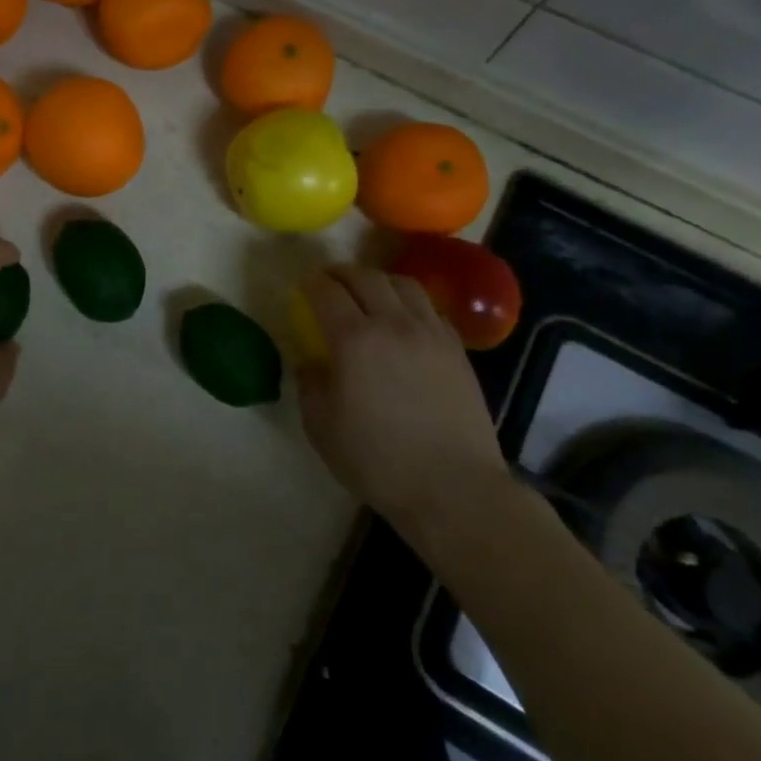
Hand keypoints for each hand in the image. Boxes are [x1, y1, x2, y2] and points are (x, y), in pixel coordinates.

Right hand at [299, 268, 510, 540]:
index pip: (327, 292)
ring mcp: (430, 334)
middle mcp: (393, 324)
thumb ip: (310, 385)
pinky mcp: (457, 350)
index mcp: (353, 339)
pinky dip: (410, 303)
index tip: (303, 285)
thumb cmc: (377, 460)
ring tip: (369, 290)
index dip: (311, 283)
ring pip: (403, 284)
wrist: (453, 487)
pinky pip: (431, 309)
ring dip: (379, 280)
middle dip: (342, 273)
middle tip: (329, 279)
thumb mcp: (321, 426)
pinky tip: (405, 319)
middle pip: (366, 278)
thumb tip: (310, 362)